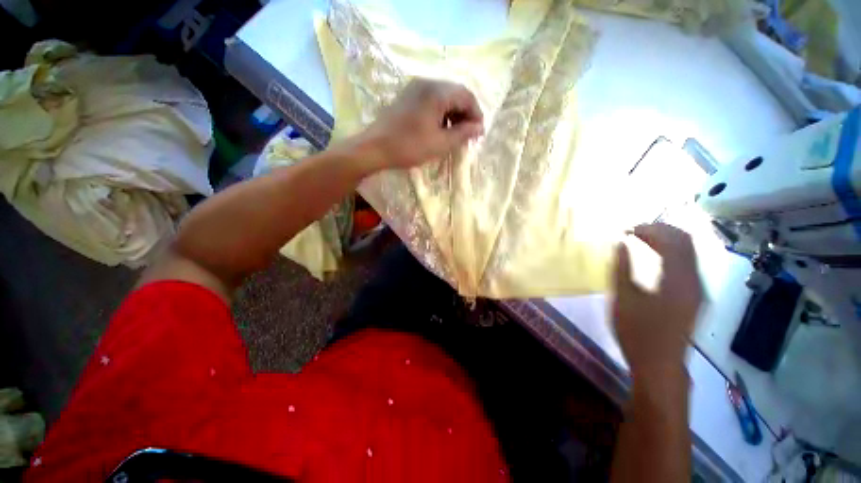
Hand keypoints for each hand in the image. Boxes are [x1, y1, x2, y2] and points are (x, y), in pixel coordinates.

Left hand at [359, 78, 483, 169]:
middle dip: (465, 113)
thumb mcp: (440, 144)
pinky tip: (440, 128)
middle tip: (468, 134)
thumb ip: (462, 134)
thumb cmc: (409, 147)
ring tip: (455, 133)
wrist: (375, 148)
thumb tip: (479, 127)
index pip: (466, 96)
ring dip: (453, 113)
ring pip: (443, 96)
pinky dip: (441, 112)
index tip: (479, 132)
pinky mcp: (407, 96)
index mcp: (437, 91)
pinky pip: (431, 99)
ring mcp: (415, 87)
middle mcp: (427, 82)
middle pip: (455, 93)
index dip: (476, 114)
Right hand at [612, 223, 703, 380]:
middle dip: (660, 231)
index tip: (628, 229)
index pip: (674, 241)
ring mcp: (698, 289)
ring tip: (641, 239)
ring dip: (666, 241)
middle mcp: (695, 281)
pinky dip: (671, 253)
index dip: (651, 229)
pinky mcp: (695, 296)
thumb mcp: (624, 299)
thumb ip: (622, 268)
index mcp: (679, 280)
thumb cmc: (638, 333)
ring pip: (689, 252)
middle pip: (686, 243)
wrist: (659, 365)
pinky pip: (687, 264)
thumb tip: (620, 244)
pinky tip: (656, 256)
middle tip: (634, 231)